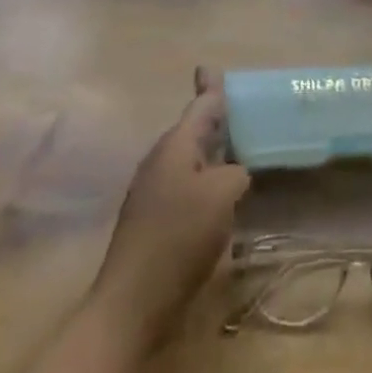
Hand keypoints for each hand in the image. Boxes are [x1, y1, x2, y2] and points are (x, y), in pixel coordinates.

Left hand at [92, 69, 248, 342]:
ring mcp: (153, 193)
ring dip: (213, 155)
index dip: (211, 88)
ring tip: (239, 152)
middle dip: (215, 121)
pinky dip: (206, 183)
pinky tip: (224, 198)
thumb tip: (233, 173)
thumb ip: (235, 171)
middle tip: (240, 112)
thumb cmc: (178, 237)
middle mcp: (161, 162)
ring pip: (190, 161)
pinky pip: (187, 188)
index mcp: (175, 146)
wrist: (131, 304)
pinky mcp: (154, 223)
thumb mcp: (222, 194)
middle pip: (193, 131)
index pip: (200, 106)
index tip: (210, 68)